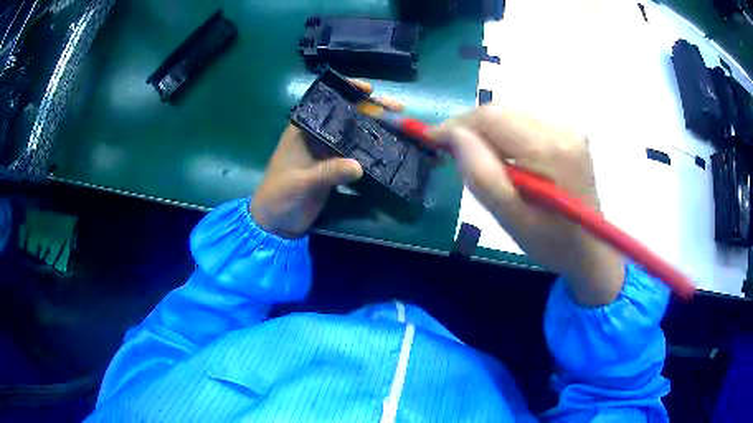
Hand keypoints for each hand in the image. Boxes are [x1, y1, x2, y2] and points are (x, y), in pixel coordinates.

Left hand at [250, 80, 401, 238]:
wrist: (276, 223)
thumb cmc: (280, 195)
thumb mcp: (302, 181)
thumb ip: (328, 172)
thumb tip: (359, 166)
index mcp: (303, 129)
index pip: (325, 101)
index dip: (347, 91)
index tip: (370, 90)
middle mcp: (317, 135)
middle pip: (345, 116)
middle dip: (370, 110)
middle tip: (396, 109)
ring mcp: (326, 152)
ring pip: (353, 135)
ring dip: (373, 130)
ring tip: (399, 126)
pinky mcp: (334, 168)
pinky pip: (355, 155)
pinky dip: (370, 153)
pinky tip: (388, 150)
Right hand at [434, 106, 623, 305]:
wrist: (590, 247)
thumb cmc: (551, 241)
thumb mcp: (510, 217)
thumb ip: (480, 173)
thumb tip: (453, 134)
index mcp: (549, 149)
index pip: (491, 117)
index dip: (457, 124)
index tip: (432, 140)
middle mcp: (561, 126)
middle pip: (500, 109)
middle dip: (471, 126)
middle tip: (452, 150)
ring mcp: (568, 125)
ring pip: (511, 111)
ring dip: (487, 128)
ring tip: (477, 154)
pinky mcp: (568, 129)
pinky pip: (524, 118)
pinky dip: (506, 130)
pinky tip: (504, 154)